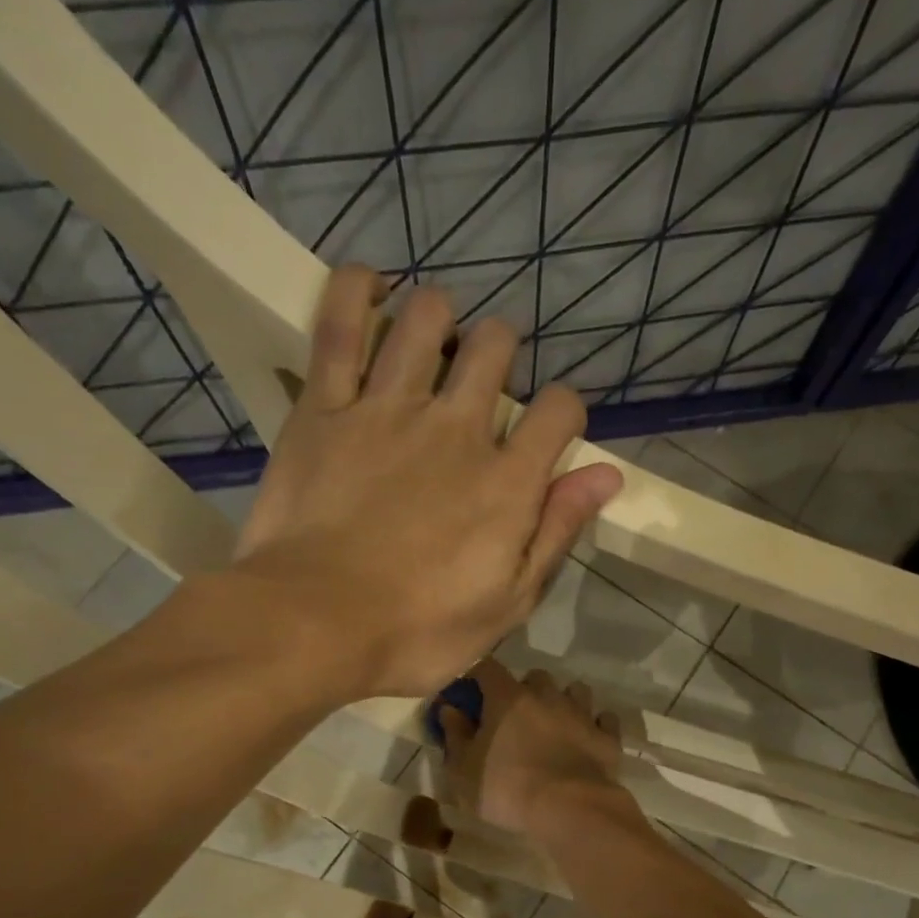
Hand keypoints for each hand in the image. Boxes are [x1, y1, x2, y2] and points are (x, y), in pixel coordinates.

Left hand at [234, 266, 622, 697]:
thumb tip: (606, 476)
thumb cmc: (417, 631)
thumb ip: (556, 533)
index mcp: (506, 481)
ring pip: (426, 320)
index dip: (565, 412)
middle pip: (495, 348)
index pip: (559, 411)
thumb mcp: (508, 604)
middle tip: (485, 381)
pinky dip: (355, 292)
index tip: (552, 434)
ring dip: (440, 317)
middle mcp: (456, 428)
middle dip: (501, 351)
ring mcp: (387, 410)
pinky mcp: (325, 408)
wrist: (312, 625)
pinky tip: (371, 286)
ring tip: (434, 341)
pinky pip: (338, 326)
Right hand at [438, 659, 628, 836]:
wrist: (570, 808)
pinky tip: (588, 739)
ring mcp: (581, 714)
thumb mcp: (464, 770)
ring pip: (575, 691)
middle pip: (536, 677)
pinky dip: (596, 724)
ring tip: (556, 724)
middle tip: (516, 716)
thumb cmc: (508, 789)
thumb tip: (449, 709)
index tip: (472, 693)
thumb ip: (455, 736)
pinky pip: (604, 719)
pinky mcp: (607, 736)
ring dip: (564, 701)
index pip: (487, 668)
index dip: (478, 676)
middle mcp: (547, 696)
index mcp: (508, 699)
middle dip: (526, 689)